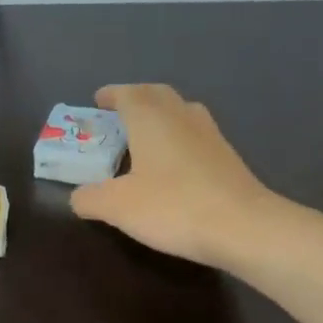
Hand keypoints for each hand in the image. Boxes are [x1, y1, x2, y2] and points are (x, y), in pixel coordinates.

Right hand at [70, 84, 293, 271]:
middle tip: (118, 113)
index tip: (97, 100)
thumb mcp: (117, 207)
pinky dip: (178, 137)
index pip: (128, 94)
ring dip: (160, 115)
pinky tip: (172, 163)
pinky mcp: (227, 157)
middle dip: (136, 99)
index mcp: (151, 120)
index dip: (111, 95)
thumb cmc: (173, 207)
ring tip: (144, 134)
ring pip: (181, 111)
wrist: (244, 227)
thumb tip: (78, 196)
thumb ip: (90, 198)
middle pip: (157, 95)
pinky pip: (195, 134)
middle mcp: (181, 117)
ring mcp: (210, 135)